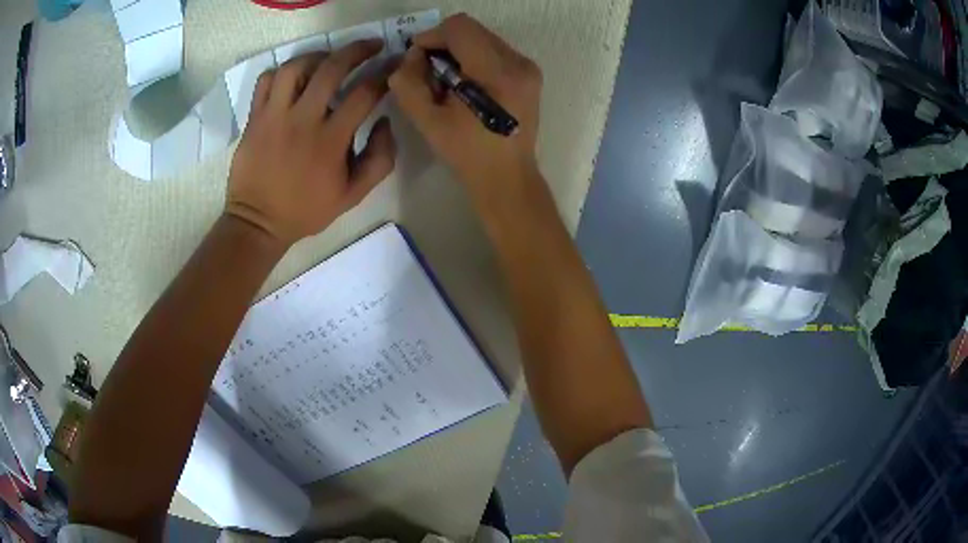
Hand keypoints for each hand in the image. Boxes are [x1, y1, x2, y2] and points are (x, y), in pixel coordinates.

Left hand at [226, 41, 396, 246]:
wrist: (258, 222)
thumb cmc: (306, 210)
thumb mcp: (354, 195)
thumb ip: (380, 159)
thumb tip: (385, 121)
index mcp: (330, 140)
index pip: (364, 93)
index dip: (384, 75)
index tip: (393, 67)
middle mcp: (302, 120)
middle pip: (332, 68)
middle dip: (358, 50)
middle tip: (372, 46)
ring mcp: (274, 116)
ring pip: (296, 67)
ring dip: (318, 55)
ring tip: (329, 58)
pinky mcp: (255, 118)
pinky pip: (266, 80)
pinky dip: (283, 71)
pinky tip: (294, 76)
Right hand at [389, 14, 542, 201]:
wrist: (508, 177)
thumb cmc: (467, 154)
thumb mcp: (427, 122)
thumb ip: (409, 83)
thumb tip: (411, 56)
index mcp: (496, 74)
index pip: (459, 28)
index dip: (430, 36)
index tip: (416, 59)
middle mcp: (518, 62)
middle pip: (471, 29)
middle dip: (443, 44)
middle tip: (429, 72)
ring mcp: (528, 67)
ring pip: (482, 37)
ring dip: (458, 51)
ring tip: (448, 81)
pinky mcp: (529, 73)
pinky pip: (494, 50)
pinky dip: (473, 58)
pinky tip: (466, 84)